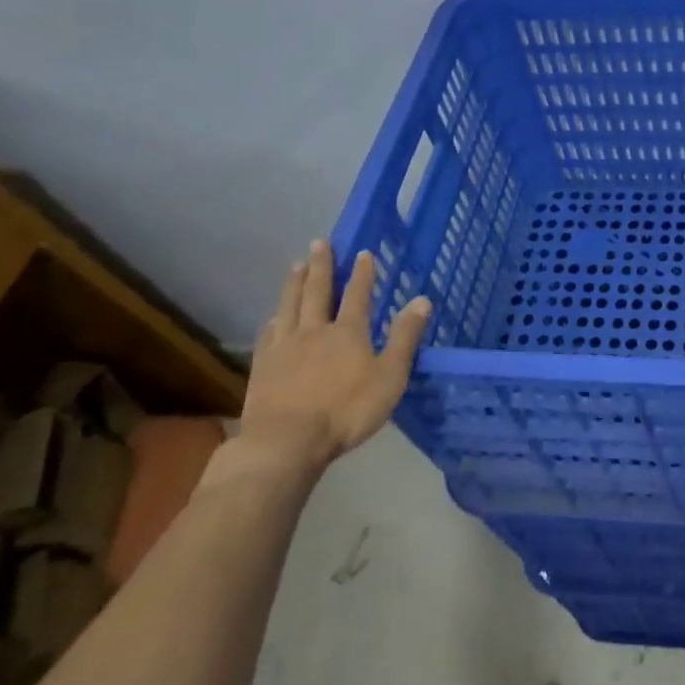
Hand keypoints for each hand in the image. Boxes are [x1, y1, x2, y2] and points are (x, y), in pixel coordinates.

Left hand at [236, 241, 430, 476]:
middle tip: (319, 243)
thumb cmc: (347, 411)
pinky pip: (268, 333)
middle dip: (321, 266)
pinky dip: (274, 319)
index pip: (358, 294)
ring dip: (294, 284)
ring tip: (296, 266)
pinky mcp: (263, 366)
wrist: (286, 442)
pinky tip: (273, 316)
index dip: (362, 273)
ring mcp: (284, 347)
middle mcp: (314, 330)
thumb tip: (421, 299)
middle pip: (317, 292)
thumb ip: (405, 338)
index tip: (364, 252)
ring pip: (289, 306)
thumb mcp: (390, 376)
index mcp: (348, 332)